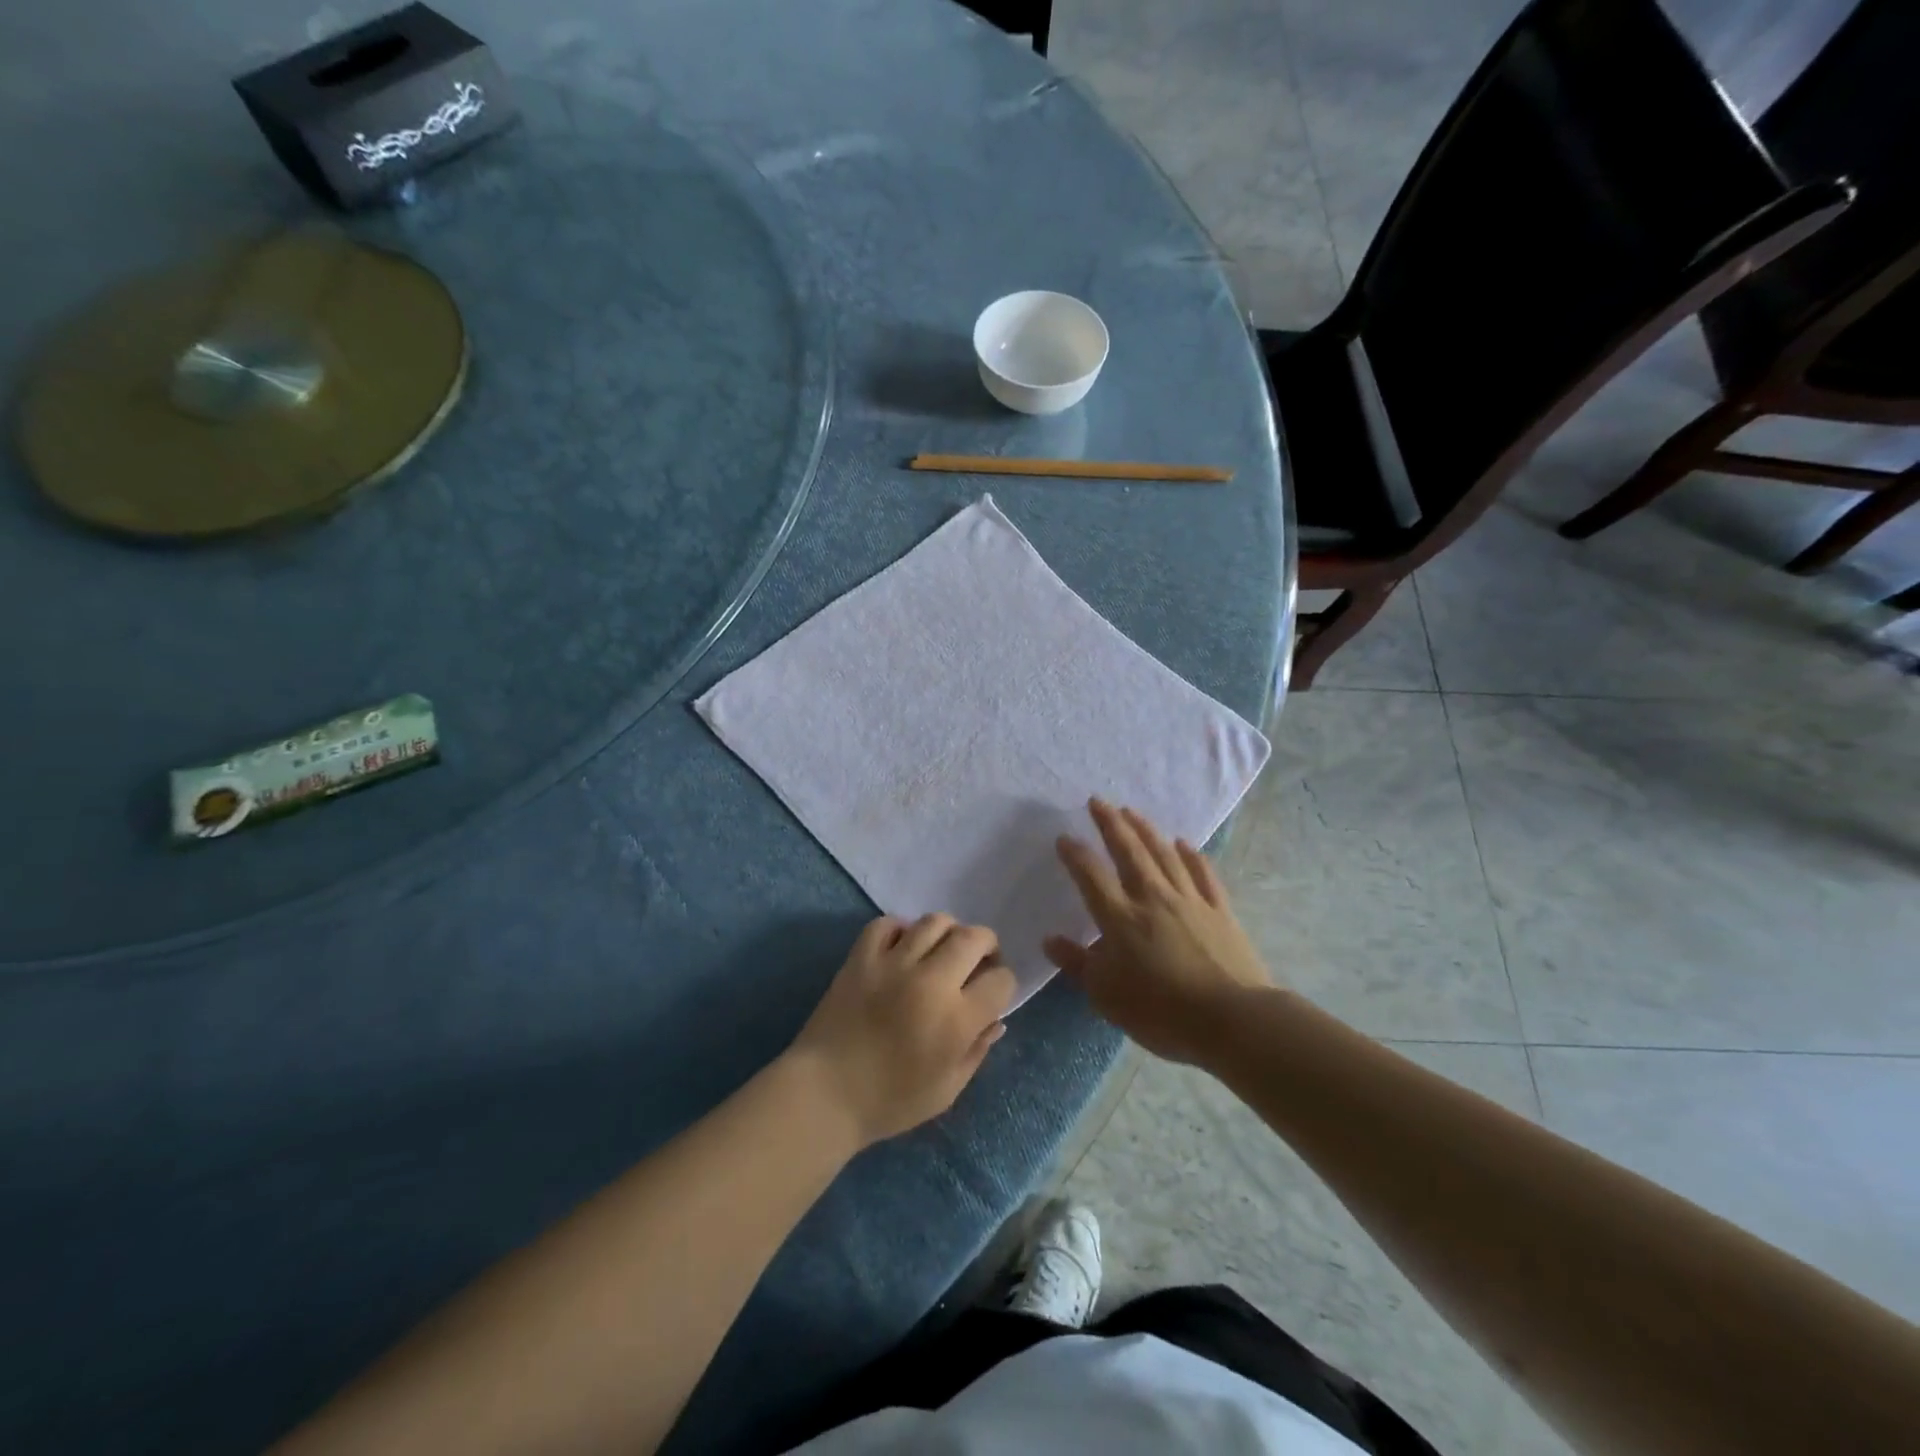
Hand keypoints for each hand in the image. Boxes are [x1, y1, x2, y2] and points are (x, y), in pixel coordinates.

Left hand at [789, 913, 1016, 1148]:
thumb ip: (977, 1051)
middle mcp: (930, 981)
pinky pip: (887, 923)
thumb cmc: (889, 1102)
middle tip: (978, 962)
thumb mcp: (946, 1090)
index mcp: (956, 1019)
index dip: (1002, 985)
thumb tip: (996, 1020)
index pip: (1001, 980)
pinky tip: (902, 948)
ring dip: (948, 932)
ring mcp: (893, 963)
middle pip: (974, 937)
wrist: (824, 1094)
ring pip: (934, 922)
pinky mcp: (861, 956)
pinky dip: (900, 929)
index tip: (992, 994)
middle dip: (987, 946)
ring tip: (941, 951)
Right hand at [1045, 799, 1272, 1064]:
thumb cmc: (1160, 1011)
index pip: (1091, 875)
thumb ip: (1077, 964)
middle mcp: (1152, 898)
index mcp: (1120, 918)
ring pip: (1164, 854)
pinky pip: (1203, 874)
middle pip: (1129, 852)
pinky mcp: (1220, 911)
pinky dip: (1192, 856)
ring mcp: (1190, 900)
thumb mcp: (1106, 995)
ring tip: (1132, 811)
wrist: (1233, 1020)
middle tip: (1098, 801)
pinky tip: (1184, 843)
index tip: (1064, 837)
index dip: (1075, 854)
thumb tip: (1050, 939)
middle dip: (1111, 823)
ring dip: (1146, 830)